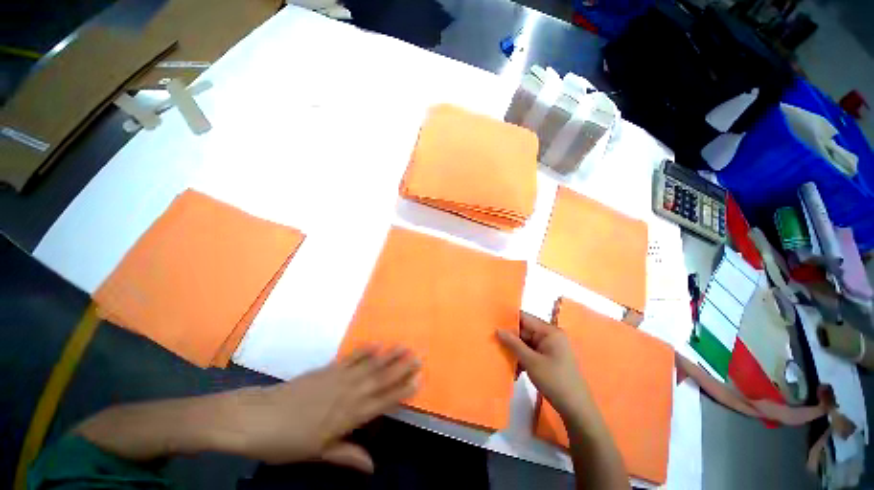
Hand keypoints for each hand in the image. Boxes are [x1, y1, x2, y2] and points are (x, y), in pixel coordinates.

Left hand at [219, 345, 419, 470]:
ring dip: (388, 356)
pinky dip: (364, 350)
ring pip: (370, 365)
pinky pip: (351, 357)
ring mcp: (338, 378)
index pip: (382, 402)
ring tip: (403, 347)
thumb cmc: (286, 442)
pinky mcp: (328, 368)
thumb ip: (347, 455)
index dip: (401, 391)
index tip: (418, 381)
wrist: (257, 418)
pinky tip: (376, 344)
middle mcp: (348, 394)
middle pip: (380, 379)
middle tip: (417, 357)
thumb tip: (372, 467)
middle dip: (401, 368)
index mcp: (348, 417)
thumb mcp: (317, 455)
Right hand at [497, 313, 587, 416]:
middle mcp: (550, 336)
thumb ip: (513, 343)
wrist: (576, 409)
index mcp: (549, 331)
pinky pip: (532, 352)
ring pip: (527, 343)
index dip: (508, 320)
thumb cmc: (554, 381)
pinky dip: (523, 358)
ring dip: (515, 351)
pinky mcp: (550, 358)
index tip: (493, 324)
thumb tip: (498, 329)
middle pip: (525, 331)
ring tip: (502, 358)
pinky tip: (514, 370)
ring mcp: (551, 347)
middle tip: (494, 343)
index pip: (525, 318)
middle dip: (511, 338)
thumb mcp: (531, 362)